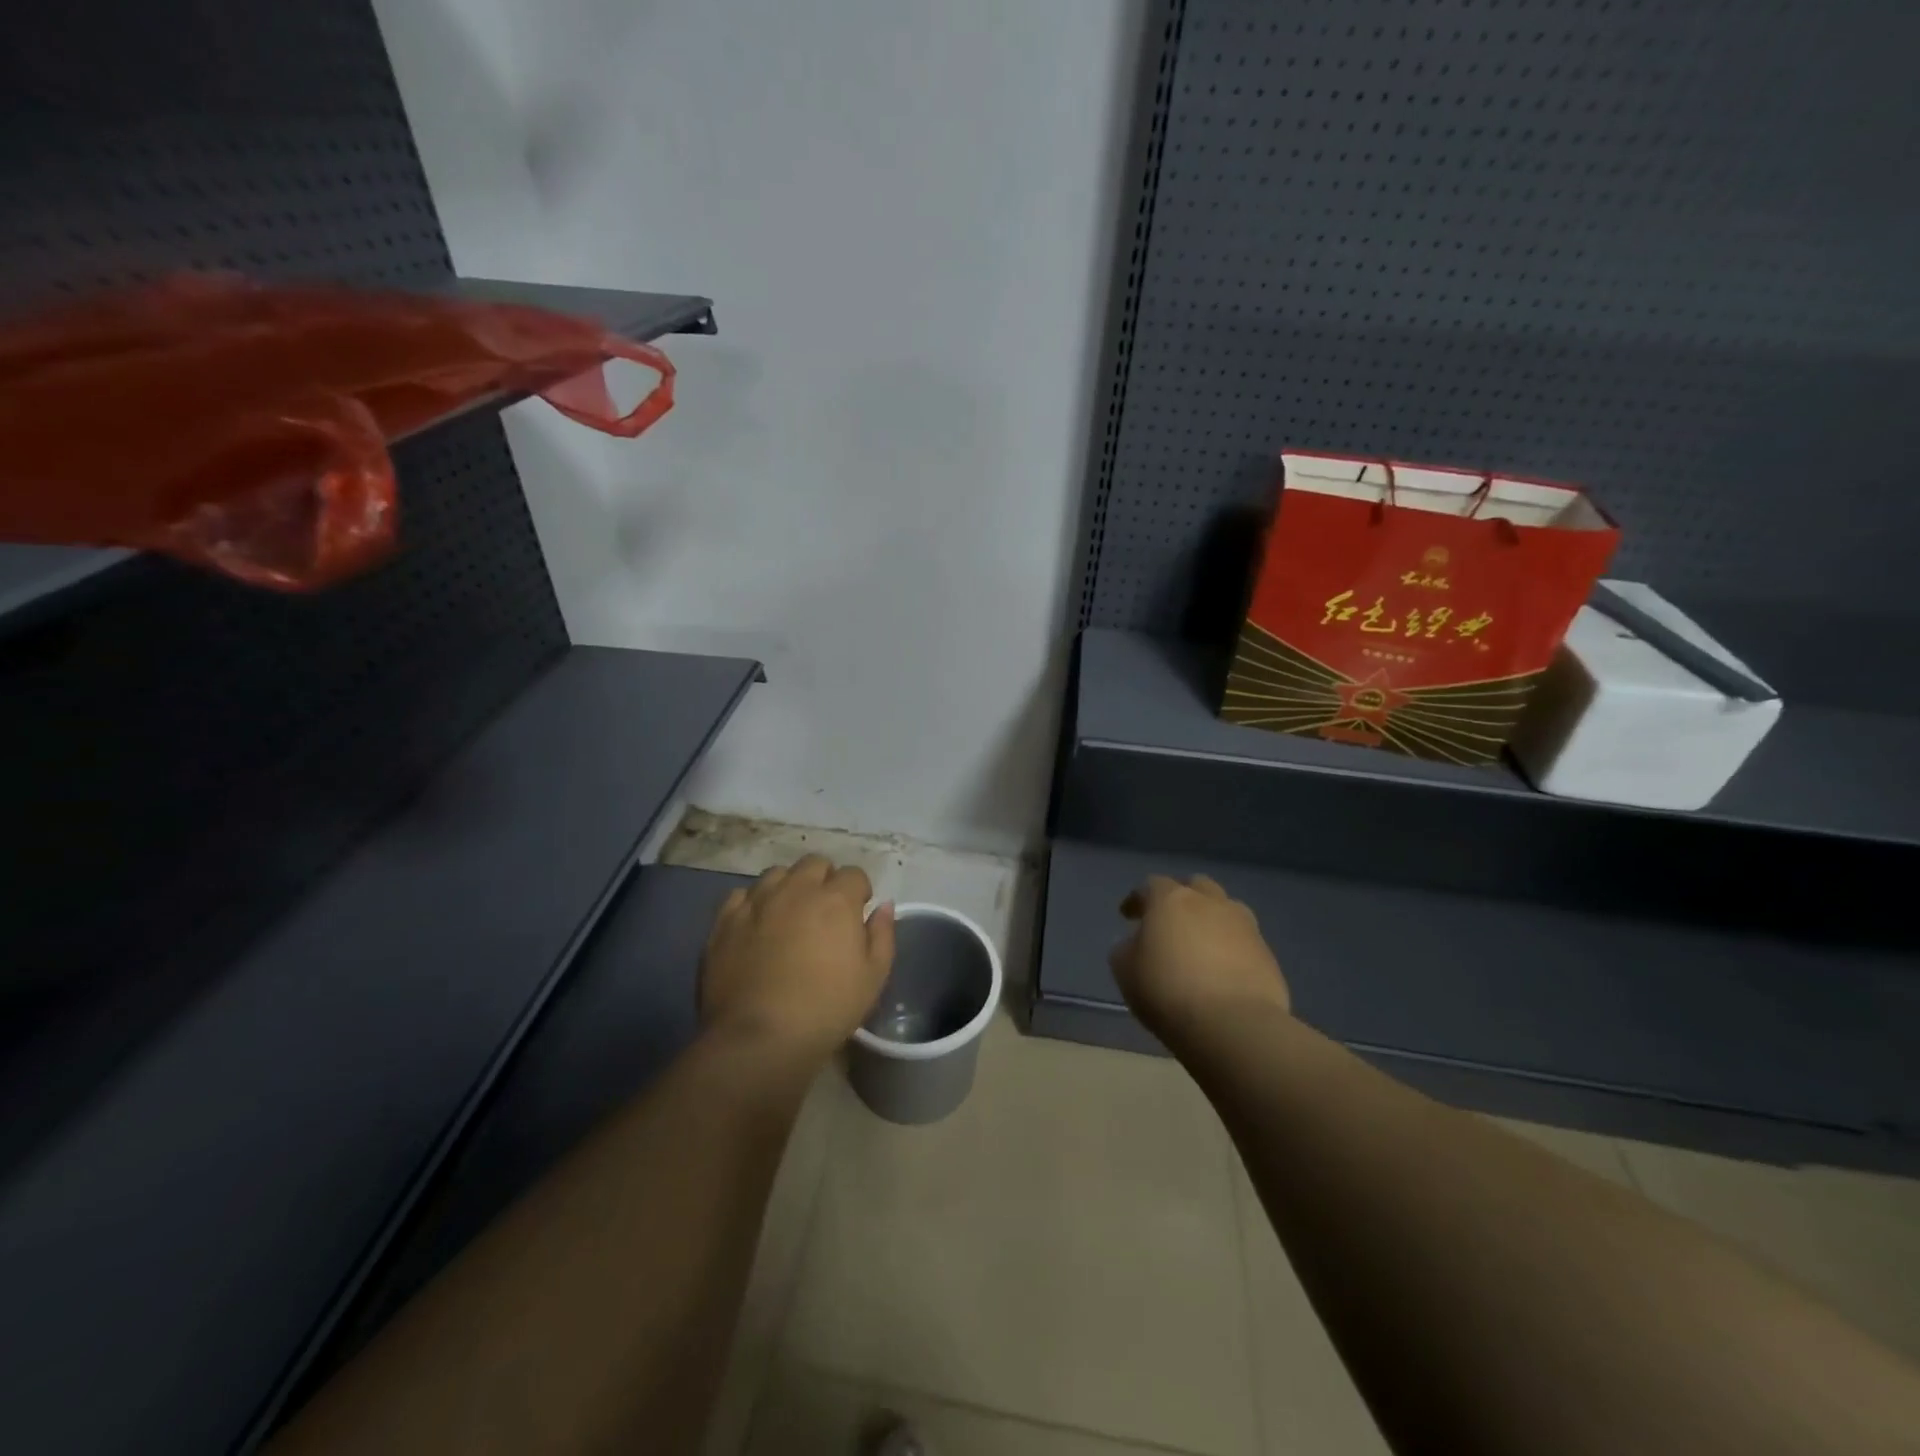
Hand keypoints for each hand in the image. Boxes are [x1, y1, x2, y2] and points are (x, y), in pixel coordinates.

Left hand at [700, 854, 895, 1059]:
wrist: (760, 1037)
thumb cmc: (827, 1008)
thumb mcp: (873, 977)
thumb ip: (882, 934)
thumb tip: (884, 906)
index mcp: (836, 899)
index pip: (854, 874)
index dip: (859, 892)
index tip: (857, 913)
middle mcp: (796, 889)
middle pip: (814, 864)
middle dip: (825, 880)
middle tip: (825, 911)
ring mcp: (757, 902)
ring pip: (777, 874)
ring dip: (789, 887)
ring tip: (789, 914)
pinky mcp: (725, 920)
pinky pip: (741, 895)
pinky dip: (753, 903)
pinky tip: (756, 925)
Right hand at [1110, 874, 1289, 1045]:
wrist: (1233, 1025)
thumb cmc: (1167, 991)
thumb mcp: (1125, 971)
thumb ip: (1127, 948)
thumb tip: (1136, 943)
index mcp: (1171, 900)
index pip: (1151, 886)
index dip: (1138, 899)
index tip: (1128, 916)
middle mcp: (1210, 902)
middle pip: (1196, 886)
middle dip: (1182, 898)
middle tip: (1170, 921)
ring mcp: (1244, 926)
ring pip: (1226, 909)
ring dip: (1212, 919)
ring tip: (1201, 944)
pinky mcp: (1267, 954)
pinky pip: (1244, 941)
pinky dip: (1231, 948)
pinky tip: (1223, 971)